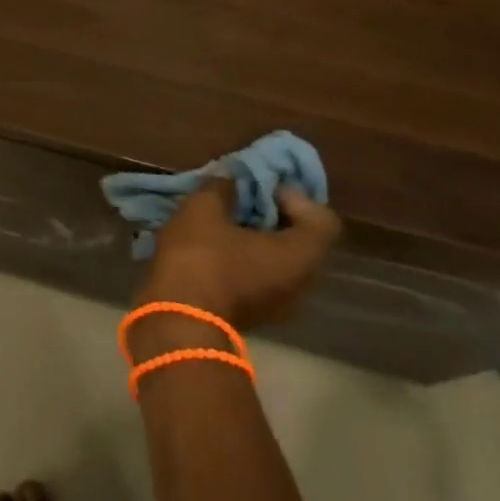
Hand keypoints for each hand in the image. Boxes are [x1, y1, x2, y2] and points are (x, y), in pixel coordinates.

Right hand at [136, 178, 340, 331]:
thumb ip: (222, 187)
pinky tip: (211, 249)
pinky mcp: (253, 317)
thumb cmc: (201, 259)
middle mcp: (300, 284)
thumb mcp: (204, 208)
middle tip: (241, 201)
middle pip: (299, 241)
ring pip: (277, 262)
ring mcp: (277, 306)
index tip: (263, 188)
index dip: (296, 197)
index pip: (323, 219)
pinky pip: (259, 279)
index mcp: (300, 256)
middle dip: (272, 216)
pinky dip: (243, 261)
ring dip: (254, 240)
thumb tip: (230, 178)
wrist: (176, 322)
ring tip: (222, 223)